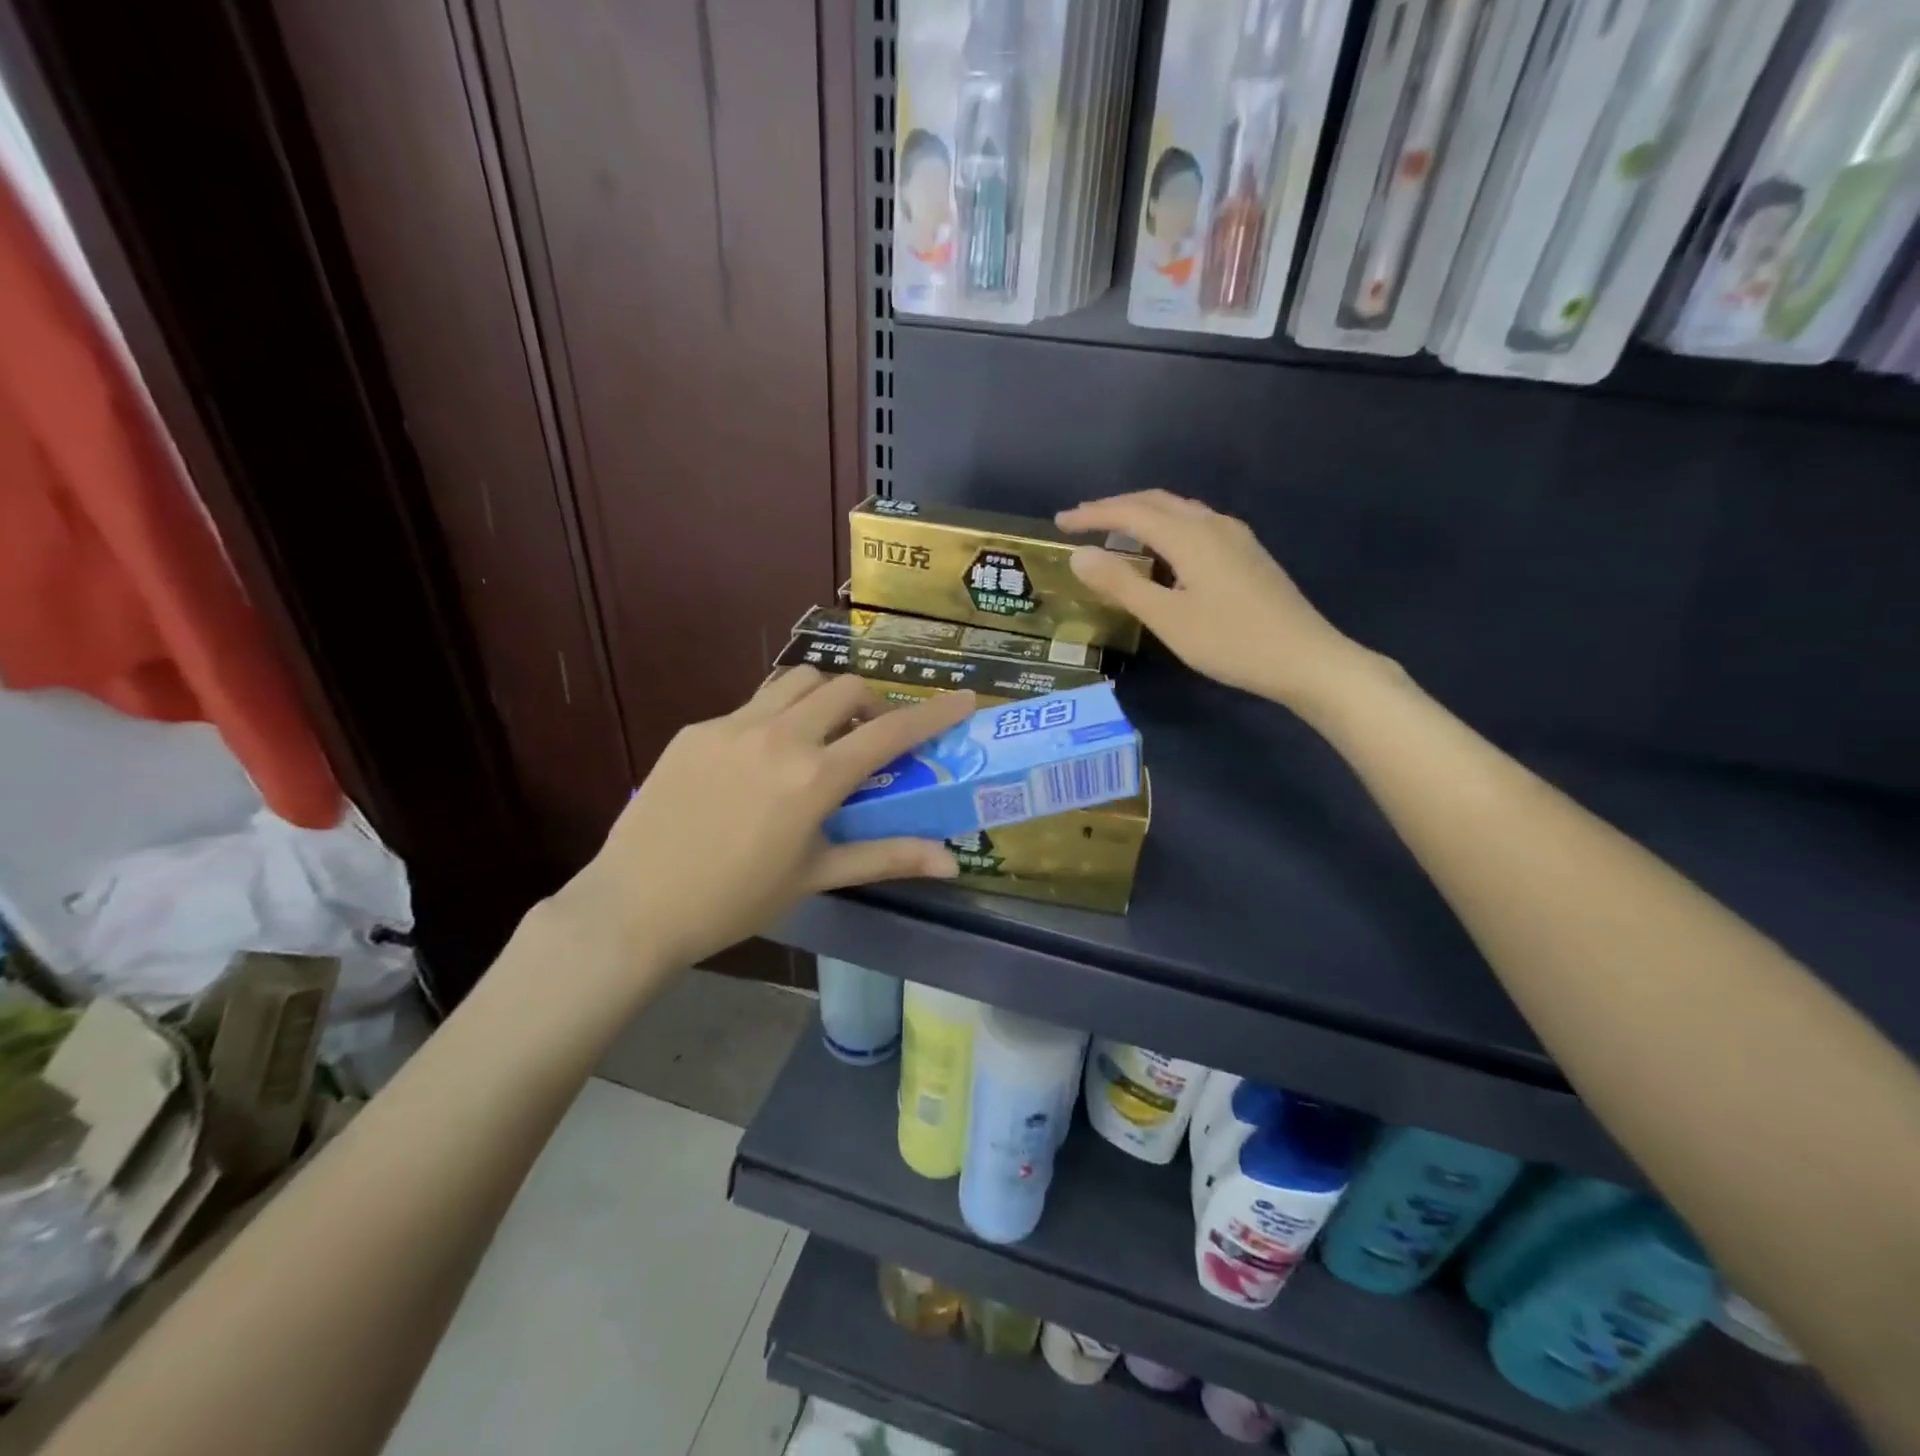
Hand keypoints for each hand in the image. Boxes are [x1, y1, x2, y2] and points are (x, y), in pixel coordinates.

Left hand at [551, 671, 974, 979]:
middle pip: (846, 687)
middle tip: (871, 737)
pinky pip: (752, 705)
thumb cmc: (735, 900)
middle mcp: (779, 737)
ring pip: (797, 681)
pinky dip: (777, 717)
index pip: (891, 732)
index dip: (934, 713)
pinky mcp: (697, 729)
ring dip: (825, 697)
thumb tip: (950, 861)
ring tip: (821, 735)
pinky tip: (762, 761)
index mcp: (814, 777)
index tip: (964, 698)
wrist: (635, 906)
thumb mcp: (816, 876)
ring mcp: (732, 726)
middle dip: (872, 704)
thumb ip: (885, 857)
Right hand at [1058, 490, 1383, 710]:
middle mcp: (1214, 525)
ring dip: (1142, 514)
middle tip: (1081, 521)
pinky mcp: (1247, 555)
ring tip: (1114, 531)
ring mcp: (1236, 538)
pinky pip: (1195, 526)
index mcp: (1191, 536)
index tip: (1060, 523)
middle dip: (1115, 507)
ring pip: (1179, 511)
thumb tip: (1079, 555)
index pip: (1131, 512)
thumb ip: (1122, 584)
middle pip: (1157, 501)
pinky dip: (1165, 528)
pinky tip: (1162, 552)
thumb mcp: (1168, 618)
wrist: (1306, 659)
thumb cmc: (1231, 642)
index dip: (1092, 515)